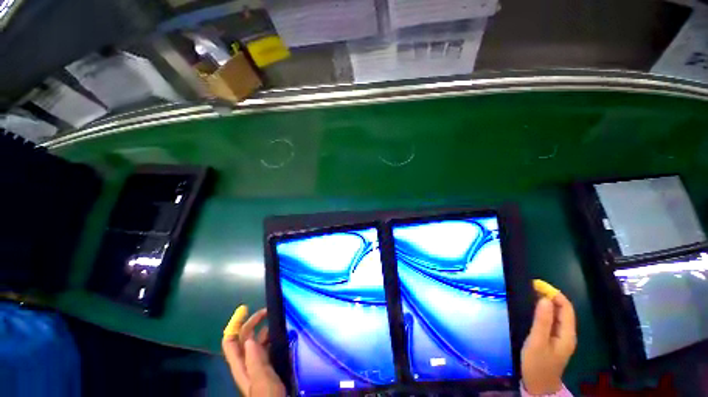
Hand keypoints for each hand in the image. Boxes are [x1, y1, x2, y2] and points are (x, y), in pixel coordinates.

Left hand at [222, 306, 285, 396]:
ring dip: (267, 330)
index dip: (235, 324)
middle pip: (245, 338)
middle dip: (255, 322)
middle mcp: (248, 362)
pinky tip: (286, 336)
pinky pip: (270, 347)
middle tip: (270, 311)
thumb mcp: (262, 381)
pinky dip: (275, 339)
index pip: (230, 341)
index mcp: (241, 365)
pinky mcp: (270, 366)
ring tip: (281, 322)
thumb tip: (250, 339)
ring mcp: (259, 365)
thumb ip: (256, 361)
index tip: (246, 309)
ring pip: (259, 342)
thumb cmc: (269, 396)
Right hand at [521, 292, 576, 394]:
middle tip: (531, 287)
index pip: (566, 308)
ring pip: (556, 314)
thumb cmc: (537, 364)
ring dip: (546, 302)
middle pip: (562, 310)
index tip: (536, 284)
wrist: (538, 385)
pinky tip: (533, 309)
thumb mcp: (537, 342)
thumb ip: (542, 321)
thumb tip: (545, 298)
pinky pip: (551, 320)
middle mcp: (567, 333)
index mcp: (567, 334)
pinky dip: (543, 311)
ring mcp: (560, 337)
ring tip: (530, 293)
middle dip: (549, 296)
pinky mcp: (552, 339)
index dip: (554, 294)